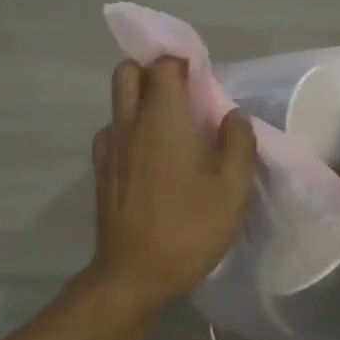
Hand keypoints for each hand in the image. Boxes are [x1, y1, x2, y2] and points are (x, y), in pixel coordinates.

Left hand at [87, 57, 257, 312]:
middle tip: (184, 97)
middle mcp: (128, 124)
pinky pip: (113, 131)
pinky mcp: (101, 171)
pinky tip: (152, 159)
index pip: (163, 65)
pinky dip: (131, 130)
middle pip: (128, 72)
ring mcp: (109, 148)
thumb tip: (233, 116)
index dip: (183, 63)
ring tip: (171, 131)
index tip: (204, 82)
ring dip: (141, 101)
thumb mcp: (232, 190)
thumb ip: (238, 144)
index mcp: (162, 121)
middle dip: (154, 72)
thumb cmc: (189, 230)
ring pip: (118, 102)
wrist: (134, 276)